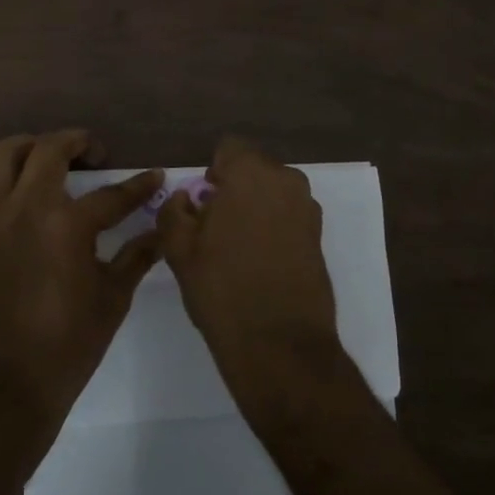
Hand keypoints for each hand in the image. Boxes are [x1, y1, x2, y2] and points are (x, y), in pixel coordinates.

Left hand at [0, 130, 162, 436]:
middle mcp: (24, 209)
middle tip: (93, 153)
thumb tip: (161, 234)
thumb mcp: (111, 301)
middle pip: (48, 151)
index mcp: (67, 225)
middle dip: (77, 142)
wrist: (0, 393)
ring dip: (24, 147)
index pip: (112, 194)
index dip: (138, 185)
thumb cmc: (65, 349)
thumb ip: (135, 258)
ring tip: (40, 157)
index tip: (154, 177)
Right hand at [156, 136, 344, 414]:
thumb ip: (174, 212)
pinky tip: (260, 264)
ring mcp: (308, 209)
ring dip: (255, 208)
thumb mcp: (179, 249)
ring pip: (272, 193)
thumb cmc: (222, 289)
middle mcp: (286, 181)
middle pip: (253, 170)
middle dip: (234, 189)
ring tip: (238, 250)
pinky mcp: (320, 237)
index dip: (212, 172)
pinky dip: (274, 228)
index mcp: (251, 174)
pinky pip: (289, 216)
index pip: (229, 148)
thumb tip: (184, 199)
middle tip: (216, 228)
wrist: (280, 346)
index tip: (204, 204)